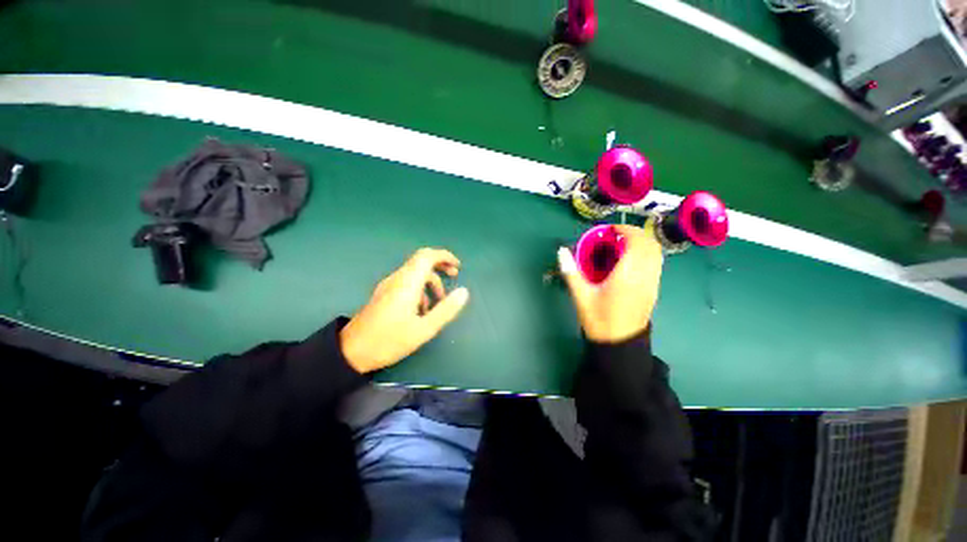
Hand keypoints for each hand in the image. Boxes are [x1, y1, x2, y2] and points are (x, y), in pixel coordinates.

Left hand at [340, 248, 469, 372]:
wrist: (351, 351)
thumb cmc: (389, 341)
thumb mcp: (424, 329)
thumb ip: (446, 309)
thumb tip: (464, 291)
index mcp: (407, 283)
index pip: (427, 256)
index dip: (444, 256)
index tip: (458, 267)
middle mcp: (397, 279)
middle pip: (421, 261)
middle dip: (440, 265)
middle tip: (454, 276)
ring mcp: (388, 285)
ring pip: (415, 273)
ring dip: (431, 282)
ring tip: (439, 302)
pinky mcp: (384, 293)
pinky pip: (407, 282)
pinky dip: (420, 289)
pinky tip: (422, 309)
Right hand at [558, 225, 662, 343]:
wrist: (620, 343)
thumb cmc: (599, 319)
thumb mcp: (581, 296)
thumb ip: (571, 272)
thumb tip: (561, 252)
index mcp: (627, 276)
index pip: (636, 242)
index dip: (626, 229)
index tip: (611, 229)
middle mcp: (645, 276)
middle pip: (651, 244)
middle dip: (635, 233)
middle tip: (616, 235)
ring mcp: (653, 283)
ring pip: (657, 253)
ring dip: (643, 242)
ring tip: (623, 245)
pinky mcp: (654, 289)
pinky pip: (656, 263)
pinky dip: (646, 253)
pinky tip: (630, 261)